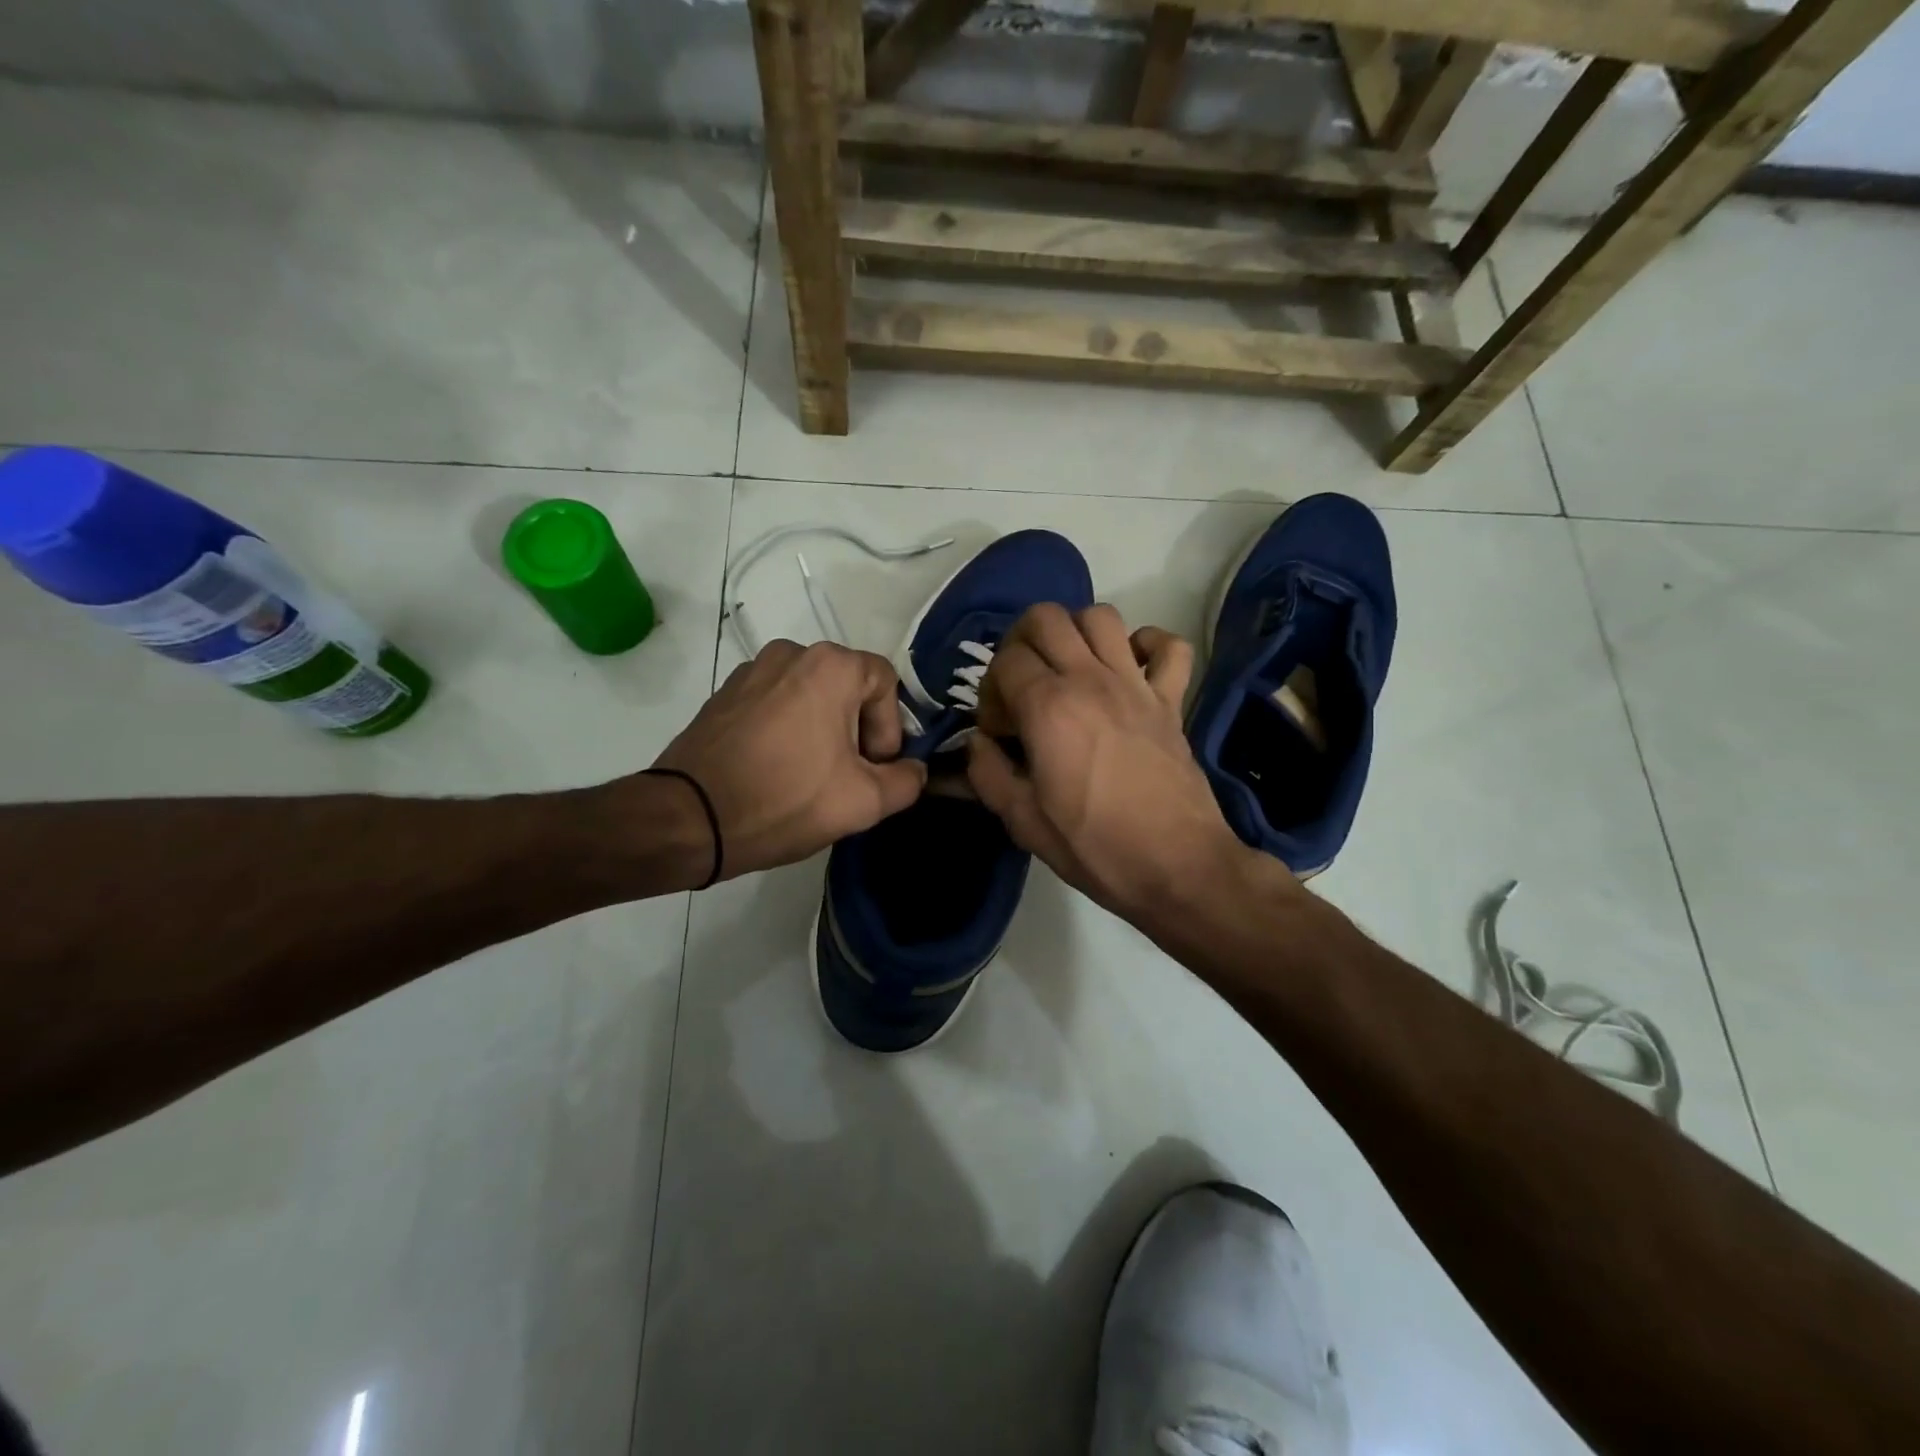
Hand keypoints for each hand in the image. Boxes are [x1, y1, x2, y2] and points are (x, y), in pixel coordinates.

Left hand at [651, 640, 926, 880]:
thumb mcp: (863, 802)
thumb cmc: (785, 801)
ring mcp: (752, 670)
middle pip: (847, 687)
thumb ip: (907, 781)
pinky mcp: (725, 693)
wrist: (689, 818)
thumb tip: (913, 769)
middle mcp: (791, 653)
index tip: (873, 768)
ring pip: (810, 694)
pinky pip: (775, 702)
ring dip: (822, 729)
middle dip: (857, 730)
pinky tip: (776, 768)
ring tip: (810, 775)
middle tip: (847, 776)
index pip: (885, 682)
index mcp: (830, 666)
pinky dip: (787, 728)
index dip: (889, 727)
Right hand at [967, 603, 1252, 920]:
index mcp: (1048, 708)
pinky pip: (1168, 646)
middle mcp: (1090, 680)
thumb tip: (976, 743)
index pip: (1005, 661)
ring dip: (1076, 632)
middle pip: (1047, 618)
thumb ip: (987, 774)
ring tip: (1069, 669)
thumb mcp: (1023, 821)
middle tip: (1022, 683)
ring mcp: (1136, 684)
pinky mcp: (1172, 699)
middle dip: (1022, 641)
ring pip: (1102, 616)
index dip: (990, 690)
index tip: (998, 730)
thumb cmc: (1094, 846)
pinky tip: (1130, 667)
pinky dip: (1148, 644)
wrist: (1177, 867)